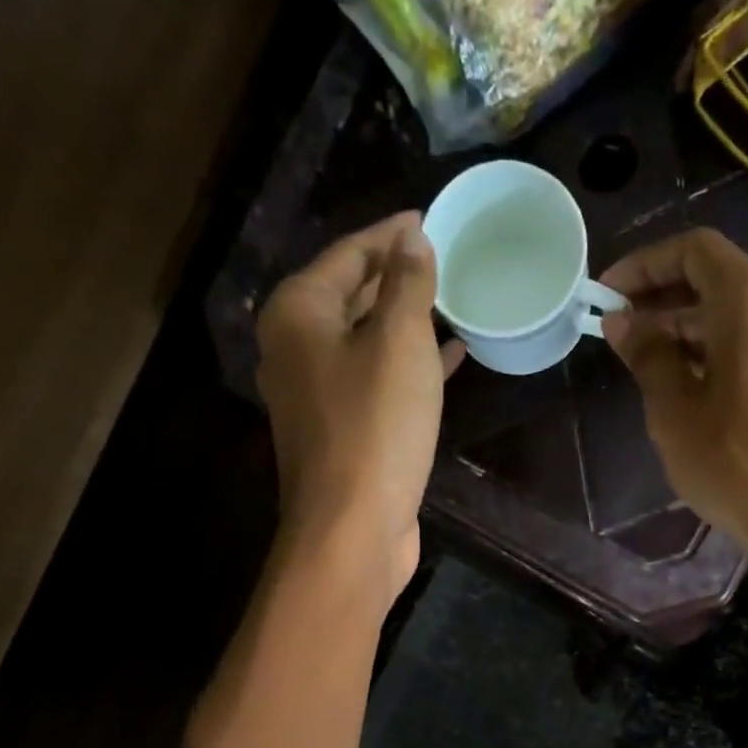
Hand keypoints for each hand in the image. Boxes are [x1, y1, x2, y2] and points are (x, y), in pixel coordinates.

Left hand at [257, 212, 463, 604]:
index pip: (348, 253)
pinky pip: (376, 380)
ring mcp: (315, 394)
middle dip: (396, 276)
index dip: (390, 234)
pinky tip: (449, 360)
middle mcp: (296, 348)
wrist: (352, 528)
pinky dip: (409, 366)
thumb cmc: (375, 427)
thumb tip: (411, 241)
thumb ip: (407, 285)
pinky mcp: (340, 430)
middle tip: (444, 258)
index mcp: (298, 313)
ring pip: (365, 340)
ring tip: (452, 302)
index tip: (429, 219)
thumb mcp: (399, 343)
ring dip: (406, 322)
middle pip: (350, 294)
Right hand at [599, 229, 747, 552]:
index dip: (644, 265)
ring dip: (688, 325)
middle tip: (618, 329)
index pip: (694, 250)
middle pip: (718, 278)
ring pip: (738, 310)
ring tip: (643, 359)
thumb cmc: (733, 461)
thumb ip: (647, 353)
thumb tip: (621, 321)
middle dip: (663, 297)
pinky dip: (718, 346)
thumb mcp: (674, 408)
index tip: (607, 294)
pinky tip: (684, 379)